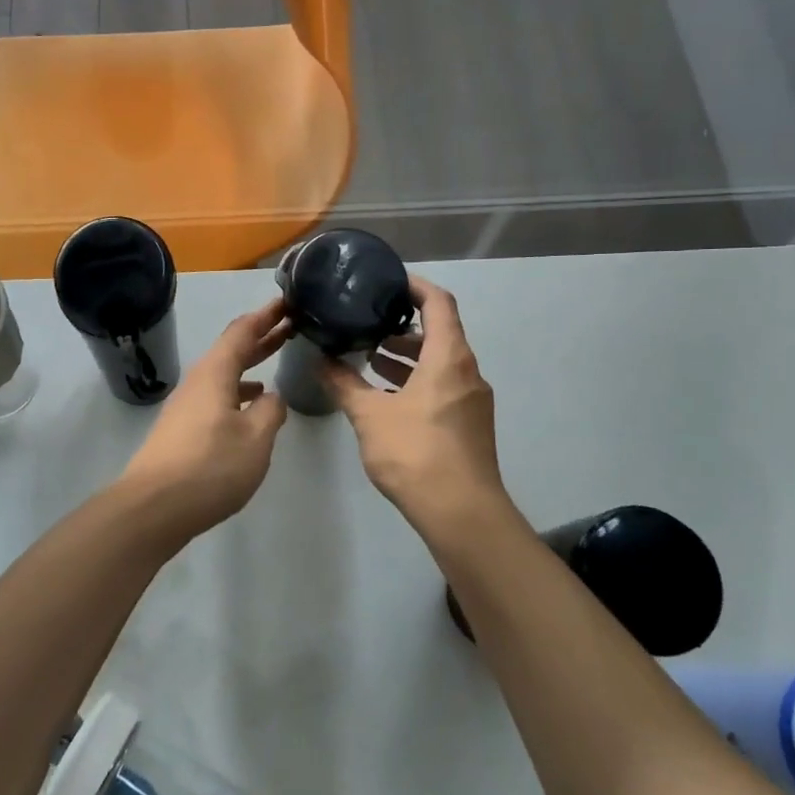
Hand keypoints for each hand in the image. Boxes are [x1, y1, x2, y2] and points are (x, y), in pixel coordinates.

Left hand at [118, 298, 291, 543]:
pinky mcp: (182, 431)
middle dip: (261, 338)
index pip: (242, 332)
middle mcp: (197, 383)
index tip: (287, 302)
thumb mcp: (255, 439)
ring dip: (249, 367)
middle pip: (231, 351)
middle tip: (290, 325)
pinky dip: (236, 394)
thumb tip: (271, 399)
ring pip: (223, 376)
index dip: (265, 316)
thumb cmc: (210, 467)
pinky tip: (250, 409)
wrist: (153, 507)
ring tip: (274, 364)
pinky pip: (216, 398)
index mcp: (214, 374)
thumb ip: (270, 413)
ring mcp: (186, 407)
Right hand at [320, 275, 507, 531]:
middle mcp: (467, 372)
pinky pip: (442, 387)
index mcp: (449, 358)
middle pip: (440, 333)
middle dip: (403, 327)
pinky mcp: (469, 425)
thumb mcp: (370, 416)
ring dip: (408, 357)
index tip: (387, 281)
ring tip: (370, 358)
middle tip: (368, 323)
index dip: (415, 286)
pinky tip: (387, 397)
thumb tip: (322, 362)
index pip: (439, 303)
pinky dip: (416, 381)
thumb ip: (345, 384)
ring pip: (440, 364)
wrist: (461, 513)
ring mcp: (472, 401)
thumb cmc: (415, 453)